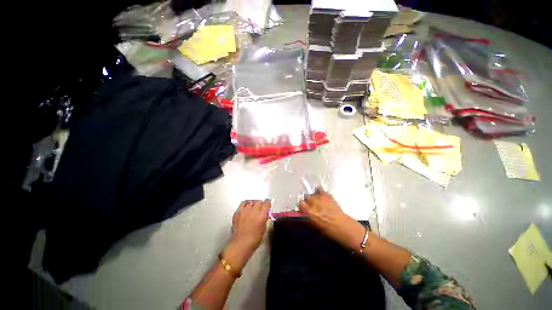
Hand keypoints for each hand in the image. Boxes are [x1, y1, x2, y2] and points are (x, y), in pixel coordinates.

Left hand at [223, 200, 270, 272]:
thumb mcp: (263, 229)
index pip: (266, 203)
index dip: (268, 203)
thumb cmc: (254, 240)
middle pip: (259, 201)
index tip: (267, 205)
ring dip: (253, 204)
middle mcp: (253, 211)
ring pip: (250, 202)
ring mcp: (244, 211)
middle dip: (261, 204)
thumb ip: (264, 220)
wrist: (240, 245)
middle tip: (260, 208)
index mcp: (261, 215)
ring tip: (253, 208)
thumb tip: (265, 215)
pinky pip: (242, 204)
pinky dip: (245, 205)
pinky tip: (246, 209)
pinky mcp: (237, 213)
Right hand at [299, 188, 365, 249]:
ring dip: (314, 197)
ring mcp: (320, 197)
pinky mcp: (326, 194)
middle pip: (306, 197)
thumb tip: (304, 211)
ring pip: (312, 193)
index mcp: (309, 212)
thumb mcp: (314, 225)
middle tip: (312, 206)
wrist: (344, 227)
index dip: (302, 206)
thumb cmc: (328, 231)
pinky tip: (321, 196)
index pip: (300, 203)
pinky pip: (319, 189)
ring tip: (318, 202)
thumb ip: (307, 216)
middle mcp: (313, 203)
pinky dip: (319, 192)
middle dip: (308, 201)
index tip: (304, 208)